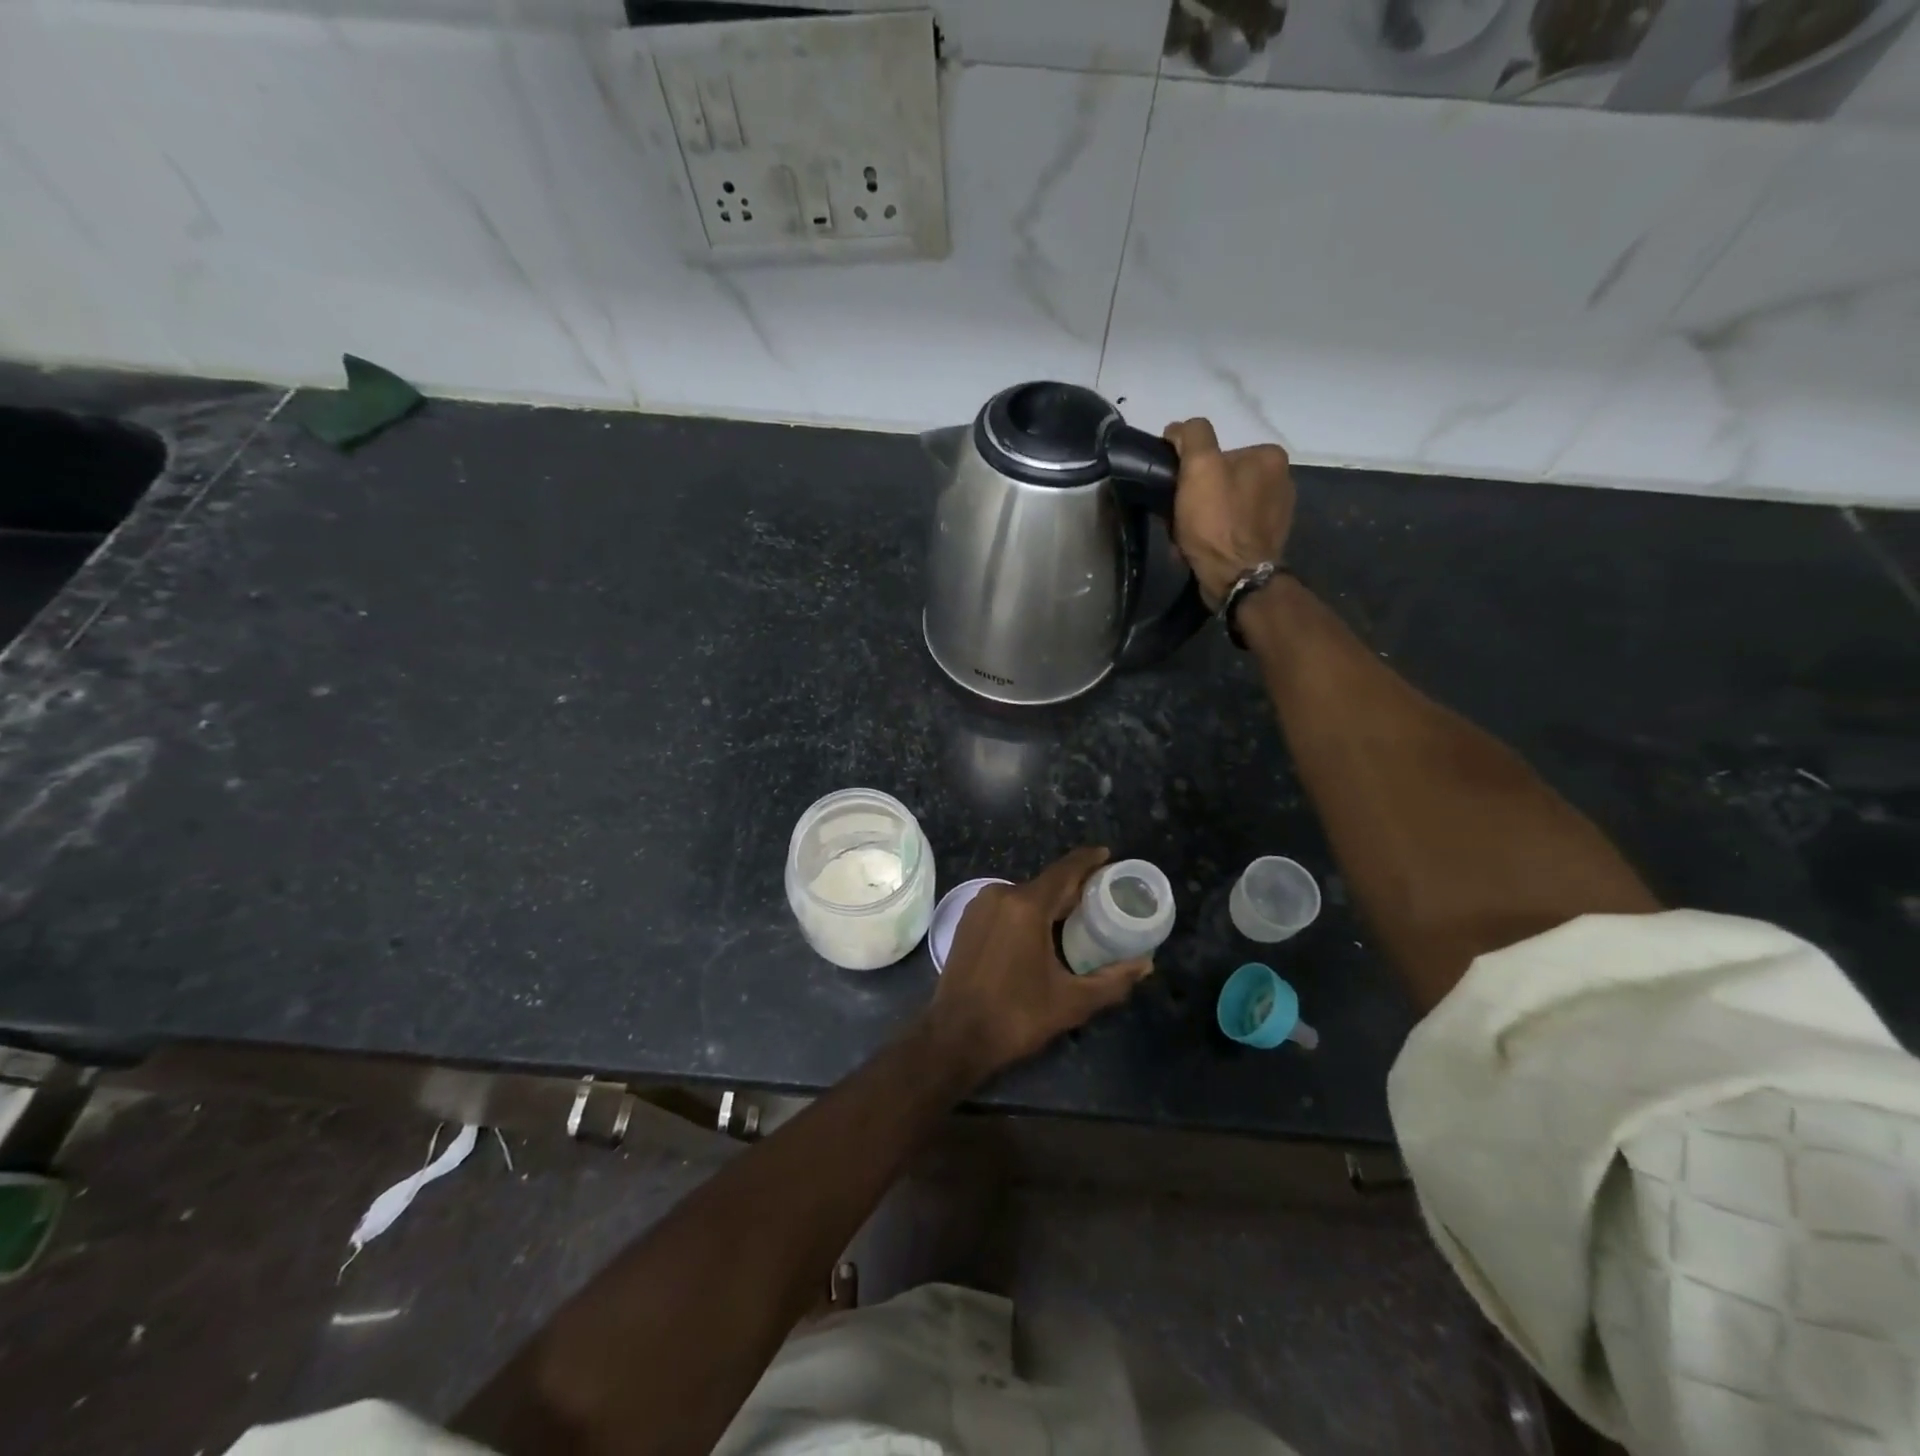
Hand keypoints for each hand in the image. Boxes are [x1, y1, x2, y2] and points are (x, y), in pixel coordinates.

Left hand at [925, 847, 1151, 1083]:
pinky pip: (1006, 906)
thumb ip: (1112, 980)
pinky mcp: (967, 921)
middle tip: (1101, 897)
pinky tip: (1041, 930)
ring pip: (1024, 895)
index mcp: (1026, 906)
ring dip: (1049, 902)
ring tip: (1075, 916)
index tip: (1108, 855)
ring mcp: (979, 906)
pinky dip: (1027, 911)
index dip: (1088, 860)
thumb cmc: (1015, 1017)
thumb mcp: (1071, 1002)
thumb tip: (1145, 965)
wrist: (954, 1037)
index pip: (1065, 871)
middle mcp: (1000, 895)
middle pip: (1046, 883)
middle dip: (1073, 888)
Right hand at [1164, 418, 1295, 609]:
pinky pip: (1232, 528)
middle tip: (1179, 518)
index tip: (1177, 492)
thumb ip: (1192, 436)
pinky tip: (1203, 549)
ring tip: (1187, 537)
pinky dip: (1214, 536)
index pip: (1218, 452)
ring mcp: (1277, 512)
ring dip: (1202, 519)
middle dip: (1197, 497)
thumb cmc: (1217, 521)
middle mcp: (1281, 479)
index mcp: (1268, 455)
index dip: (1191, 471)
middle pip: (1222, 479)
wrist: (1237, 579)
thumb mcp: (1200, 467)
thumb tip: (1179, 429)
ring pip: (1225, 505)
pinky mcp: (1268, 539)